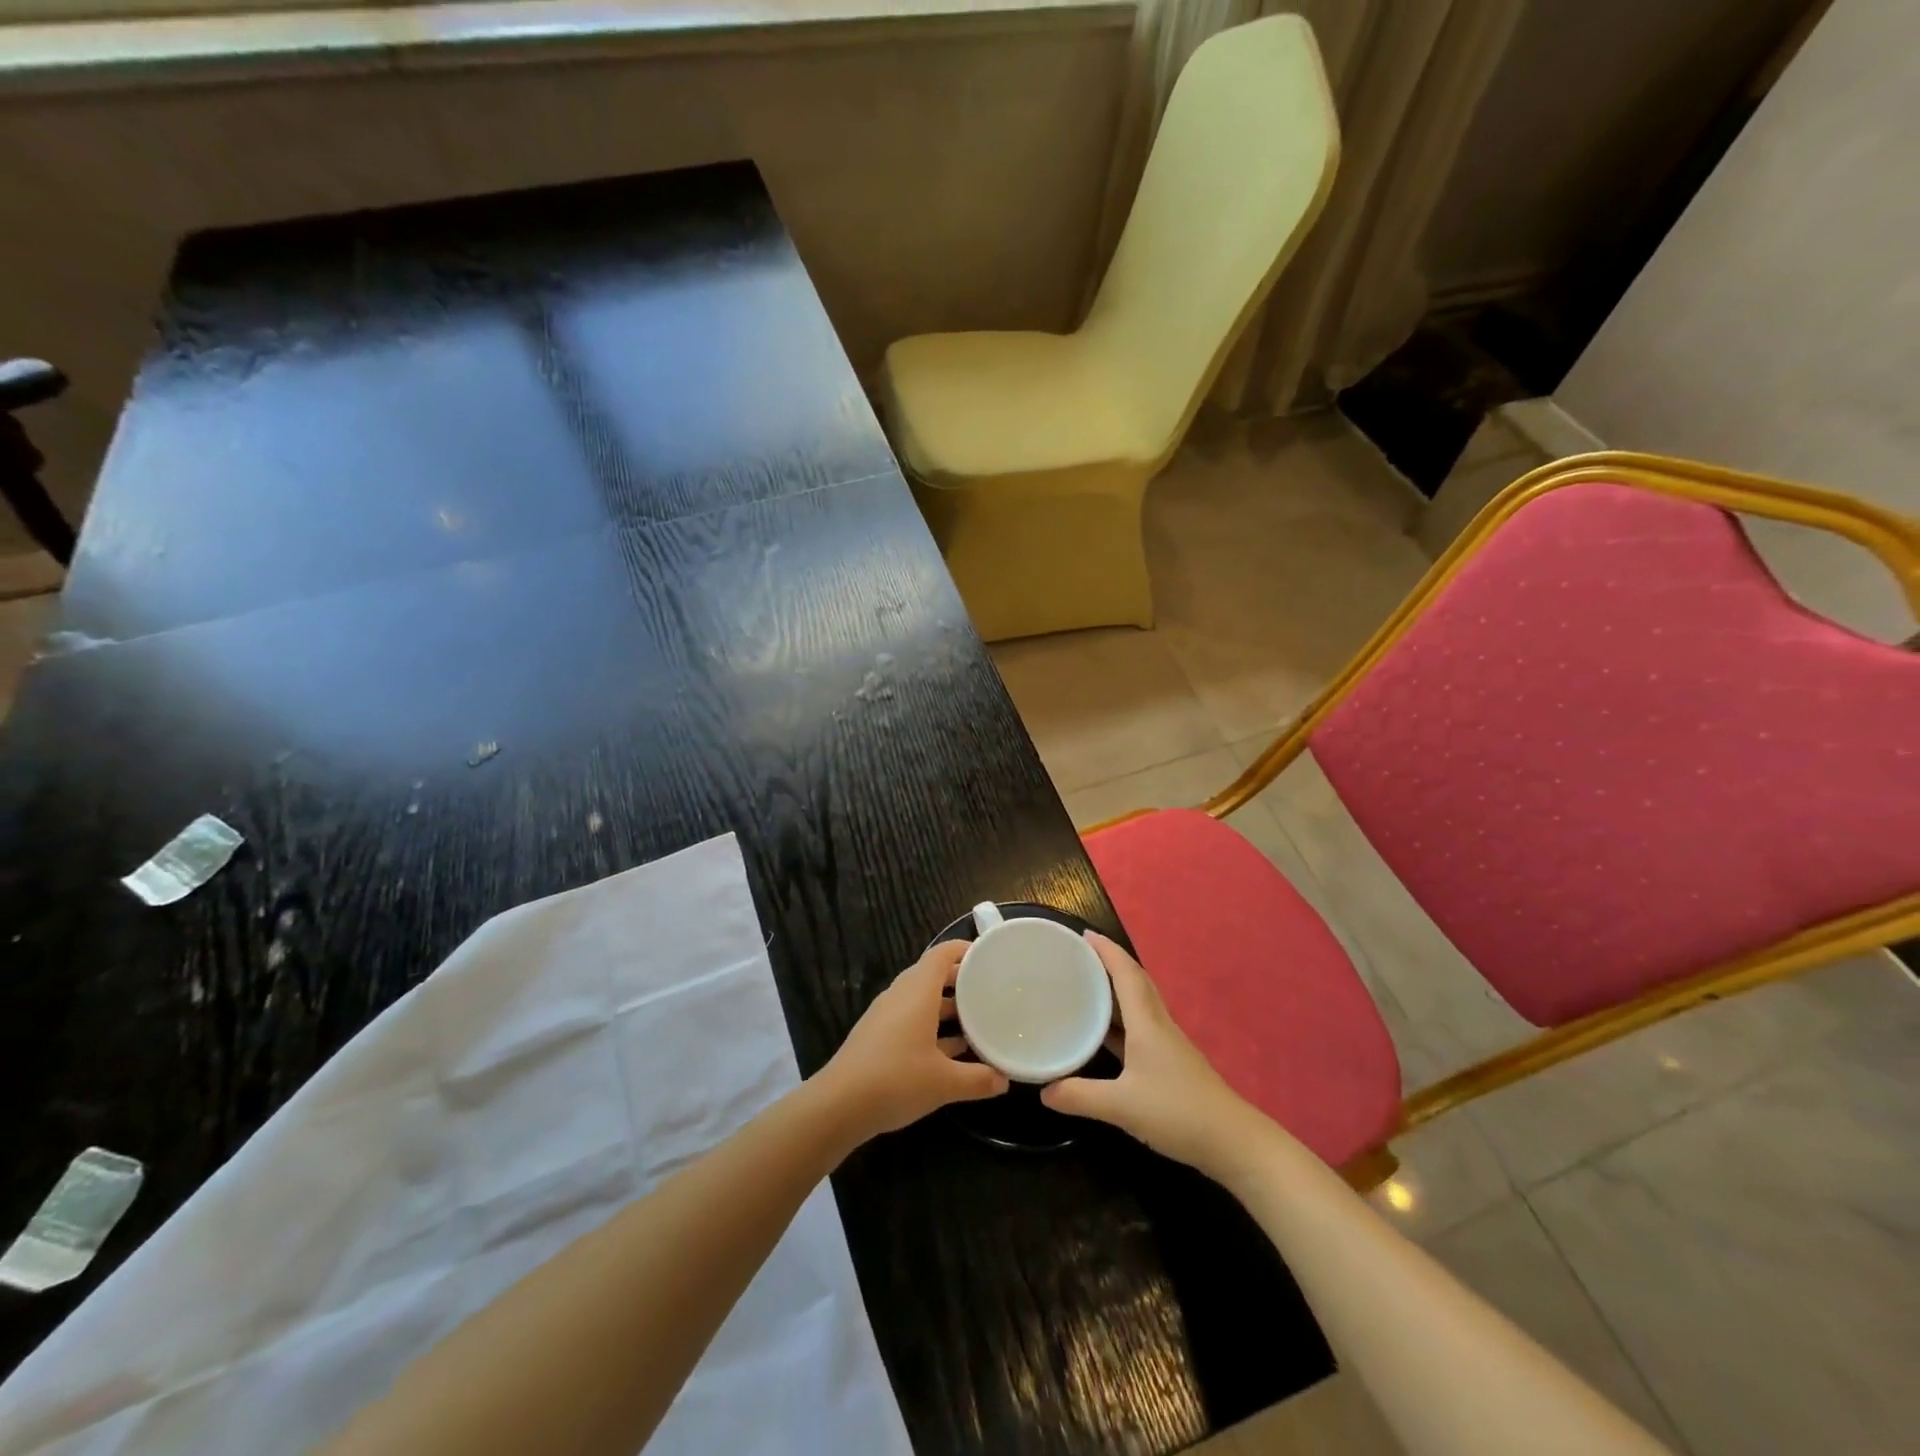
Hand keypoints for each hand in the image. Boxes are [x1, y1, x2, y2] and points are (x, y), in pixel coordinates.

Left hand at [815, 941, 1008, 1144]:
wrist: (839, 1106)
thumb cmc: (896, 1080)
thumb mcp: (945, 1082)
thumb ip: (978, 1079)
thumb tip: (1004, 1080)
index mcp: (918, 991)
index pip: (942, 954)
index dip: (964, 950)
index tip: (989, 957)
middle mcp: (901, 995)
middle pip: (932, 975)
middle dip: (961, 981)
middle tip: (989, 990)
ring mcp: (886, 1015)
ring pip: (922, 1000)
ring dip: (947, 1007)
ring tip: (977, 1020)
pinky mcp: (877, 1036)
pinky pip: (911, 1019)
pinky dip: (932, 1028)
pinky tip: (951, 1053)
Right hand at [1041, 932, 1262, 1178]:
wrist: (1232, 1142)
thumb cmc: (1177, 1112)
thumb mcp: (1121, 1107)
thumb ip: (1080, 1096)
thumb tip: (1043, 1091)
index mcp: (1147, 1023)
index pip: (1126, 974)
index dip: (1107, 951)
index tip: (1084, 933)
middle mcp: (1158, 1025)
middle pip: (1135, 982)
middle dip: (1110, 963)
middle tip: (1079, 955)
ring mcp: (1167, 1044)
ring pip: (1139, 1004)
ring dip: (1115, 990)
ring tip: (1085, 986)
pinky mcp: (1170, 1063)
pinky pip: (1140, 1026)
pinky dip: (1120, 1020)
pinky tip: (1104, 1033)